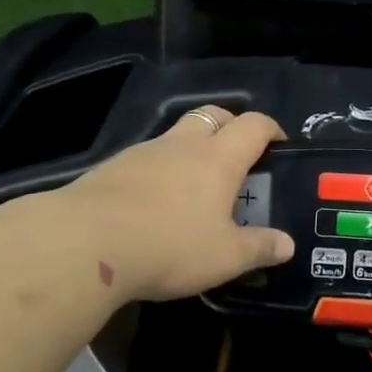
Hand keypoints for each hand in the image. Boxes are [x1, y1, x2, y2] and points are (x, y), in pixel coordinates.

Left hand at [53, 105, 294, 303]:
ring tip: (195, 185)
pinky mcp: (112, 168)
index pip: (254, 126)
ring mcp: (144, 152)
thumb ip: (259, 248)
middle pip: (212, 115)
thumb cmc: (169, 246)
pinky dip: (160, 169)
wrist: (84, 243)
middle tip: (239, 153)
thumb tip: (287, 245)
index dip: (271, 129)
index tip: (279, 143)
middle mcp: (183, 145)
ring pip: (176, 135)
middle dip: (230, 125)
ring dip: (192, 148)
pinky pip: (147, 158)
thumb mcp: (224, 257)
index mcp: (218, 159)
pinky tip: (155, 202)